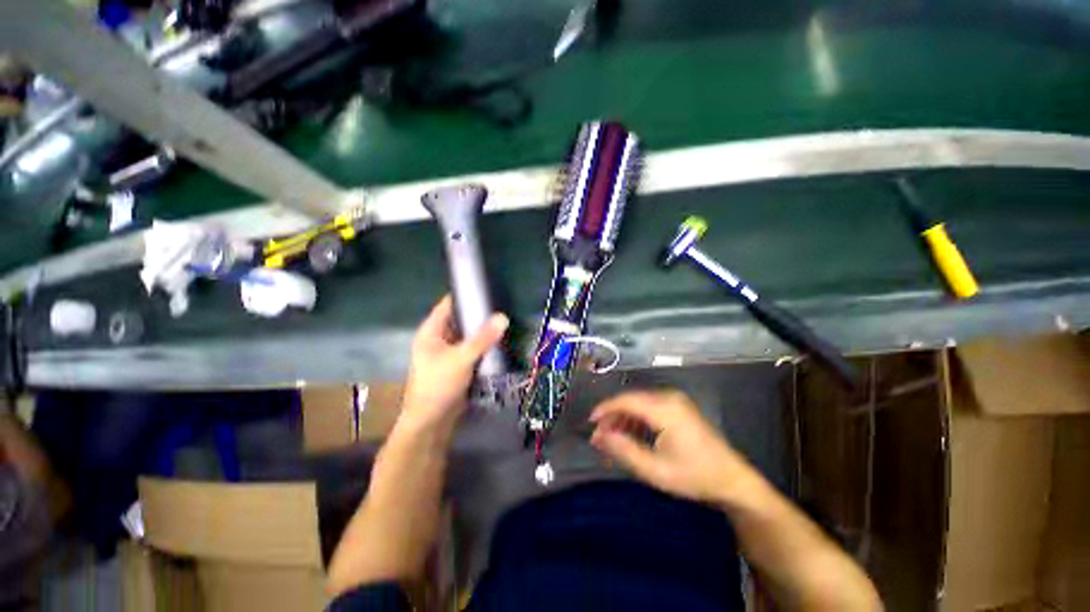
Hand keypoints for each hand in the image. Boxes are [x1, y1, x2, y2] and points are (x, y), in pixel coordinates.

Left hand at [399, 296, 508, 436]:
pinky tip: (500, 342)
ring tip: (505, 322)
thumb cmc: (438, 385)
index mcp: (431, 332)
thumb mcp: (461, 358)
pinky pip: (473, 350)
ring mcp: (449, 353)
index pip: (448, 305)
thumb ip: (483, 338)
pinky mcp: (459, 366)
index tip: (486, 289)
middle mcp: (439, 339)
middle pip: (461, 320)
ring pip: (469, 336)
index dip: (465, 295)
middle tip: (502, 307)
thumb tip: (503, 317)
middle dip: (479, 315)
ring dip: (483, 332)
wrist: (431, 422)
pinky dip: (484, 346)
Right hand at [590, 390, 757, 504]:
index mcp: (665, 409)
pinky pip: (650, 407)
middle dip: (613, 416)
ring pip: (639, 403)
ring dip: (623, 418)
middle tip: (600, 436)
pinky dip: (636, 419)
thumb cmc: (694, 477)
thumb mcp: (655, 470)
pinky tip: (631, 434)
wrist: (732, 480)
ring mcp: (676, 400)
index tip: (590, 423)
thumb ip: (624, 450)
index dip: (605, 409)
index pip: (626, 401)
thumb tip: (598, 436)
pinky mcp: (679, 406)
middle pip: (631, 400)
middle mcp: (669, 397)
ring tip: (612, 438)